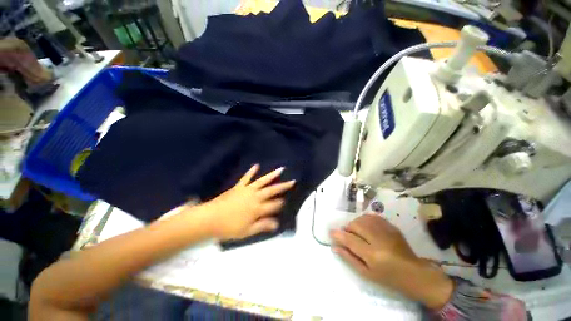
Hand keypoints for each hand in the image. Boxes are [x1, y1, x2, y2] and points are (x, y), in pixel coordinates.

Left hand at [202, 164, 294, 239]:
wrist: (210, 219)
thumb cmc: (229, 227)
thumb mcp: (247, 231)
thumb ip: (263, 225)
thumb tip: (277, 224)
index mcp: (258, 209)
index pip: (274, 205)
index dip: (281, 204)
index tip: (286, 202)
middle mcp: (255, 197)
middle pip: (272, 191)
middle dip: (283, 186)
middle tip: (292, 181)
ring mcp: (247, 190)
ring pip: (263, 181)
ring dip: (272, 175)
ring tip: (281, 169)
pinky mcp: (239, 186)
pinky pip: (246, 177)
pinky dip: (251, 171)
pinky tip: (256, 165)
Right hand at [330, 214, 453, 309]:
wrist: (414, 273)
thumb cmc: (388, 278)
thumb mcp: (366, 273)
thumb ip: (349, 258)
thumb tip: (334, 246)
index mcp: (373, 255)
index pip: (350, 240)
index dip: (338, 235)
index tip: (331, 232)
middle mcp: (379, 239)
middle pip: (356, 225)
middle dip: (348, 228)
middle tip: (347, 235)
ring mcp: (387, 231)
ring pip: (363, 219)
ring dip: (355, 223)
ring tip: (357, 232)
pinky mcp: (391, 226)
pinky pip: (372, 216)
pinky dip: (364, 219)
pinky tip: (366, 227)